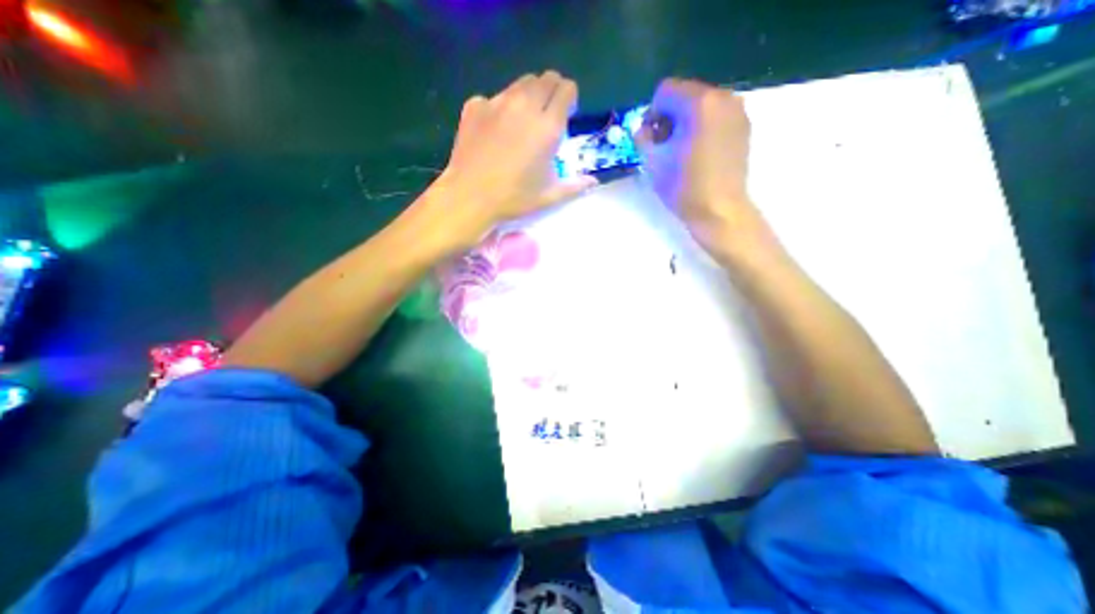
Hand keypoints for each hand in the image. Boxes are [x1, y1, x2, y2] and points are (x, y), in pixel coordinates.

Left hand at [427, 71, 598, 252]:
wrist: (470, 197)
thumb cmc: (514, 199)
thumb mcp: (549, 196)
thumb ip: (575, 186)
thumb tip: (594, 182)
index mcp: (547, 126)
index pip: (566, 89)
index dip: (570, 99)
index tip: (566, 115)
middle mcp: (525, 106)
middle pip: (545, 78)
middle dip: (551, 92)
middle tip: (546, 116)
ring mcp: (497, 102)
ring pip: (520, 84)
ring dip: (528, 96)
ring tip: (522, 122)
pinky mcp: (475, 107)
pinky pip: (493, 98)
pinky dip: (500, 108)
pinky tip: (495, 131)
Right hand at [633, 76, 776, 261]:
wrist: (720, 211)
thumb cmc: (684, 187)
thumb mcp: (653, 162)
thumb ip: (642, 137)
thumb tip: (642, 127)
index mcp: (699, 103)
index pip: (665, 91)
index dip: (652, 114)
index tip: (652, 139)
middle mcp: (723, 97)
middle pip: (685, 94)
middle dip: (669, 117)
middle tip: (665, 146)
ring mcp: (738, 111)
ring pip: (701, 105)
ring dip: (685, 122)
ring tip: (682, 151)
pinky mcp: (744, 127)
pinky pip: (716, 116)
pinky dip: (703, 127)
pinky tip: (699, 153)